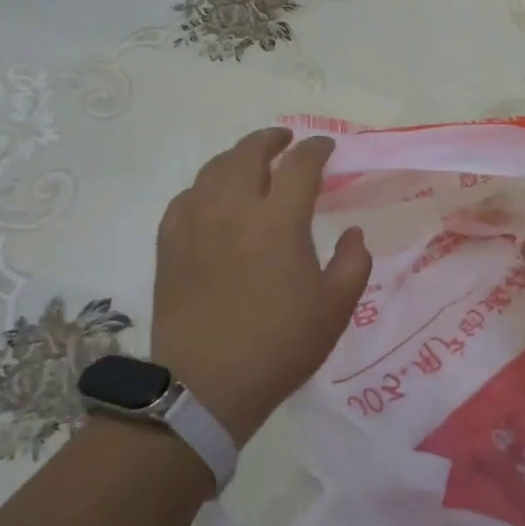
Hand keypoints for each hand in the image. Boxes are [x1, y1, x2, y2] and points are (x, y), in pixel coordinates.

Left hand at [152, 129, 371, 444]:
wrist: (207, 386)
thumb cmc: (280, 345)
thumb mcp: (337, 307)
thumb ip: (354, 261)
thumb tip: (352, 232)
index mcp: (279, 221)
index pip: (300, 164)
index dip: (317, 149)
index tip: (327, 148)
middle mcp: (234, 209)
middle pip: (249, 153)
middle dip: (271, 139)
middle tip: (286, 141)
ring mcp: (195, 224)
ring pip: (213, 169)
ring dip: (237, 157)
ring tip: (251, 161)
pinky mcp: (170, 244)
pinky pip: (186, 198)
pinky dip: (205, 187)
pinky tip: (213, 198)